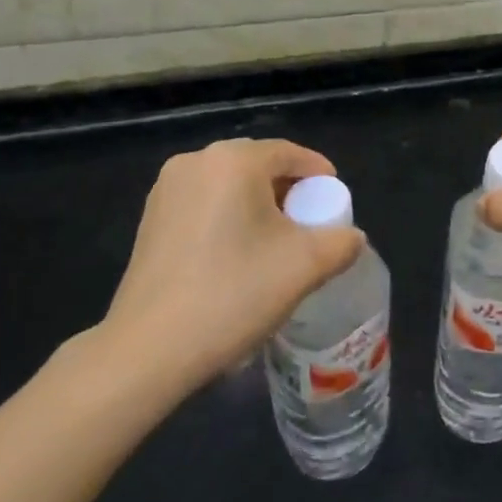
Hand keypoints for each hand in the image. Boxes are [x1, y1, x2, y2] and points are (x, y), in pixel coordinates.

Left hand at [95, 139, 365, 393]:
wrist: (150, 348)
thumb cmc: (233, 294)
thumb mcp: (305, 266)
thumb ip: (341, 242)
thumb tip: (352, 237)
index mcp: (233, 161)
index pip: (288, 153)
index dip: (318, 173)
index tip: (335, 200)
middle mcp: (195, 162)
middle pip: (257, 165)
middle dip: (287, 189)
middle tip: (309, 221)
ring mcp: (166, 190)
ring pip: (228, 185)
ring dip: (257, 204)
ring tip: (275, 241)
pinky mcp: (150, 219)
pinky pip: (203, 203)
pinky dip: (228, 217)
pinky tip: (237, 254)